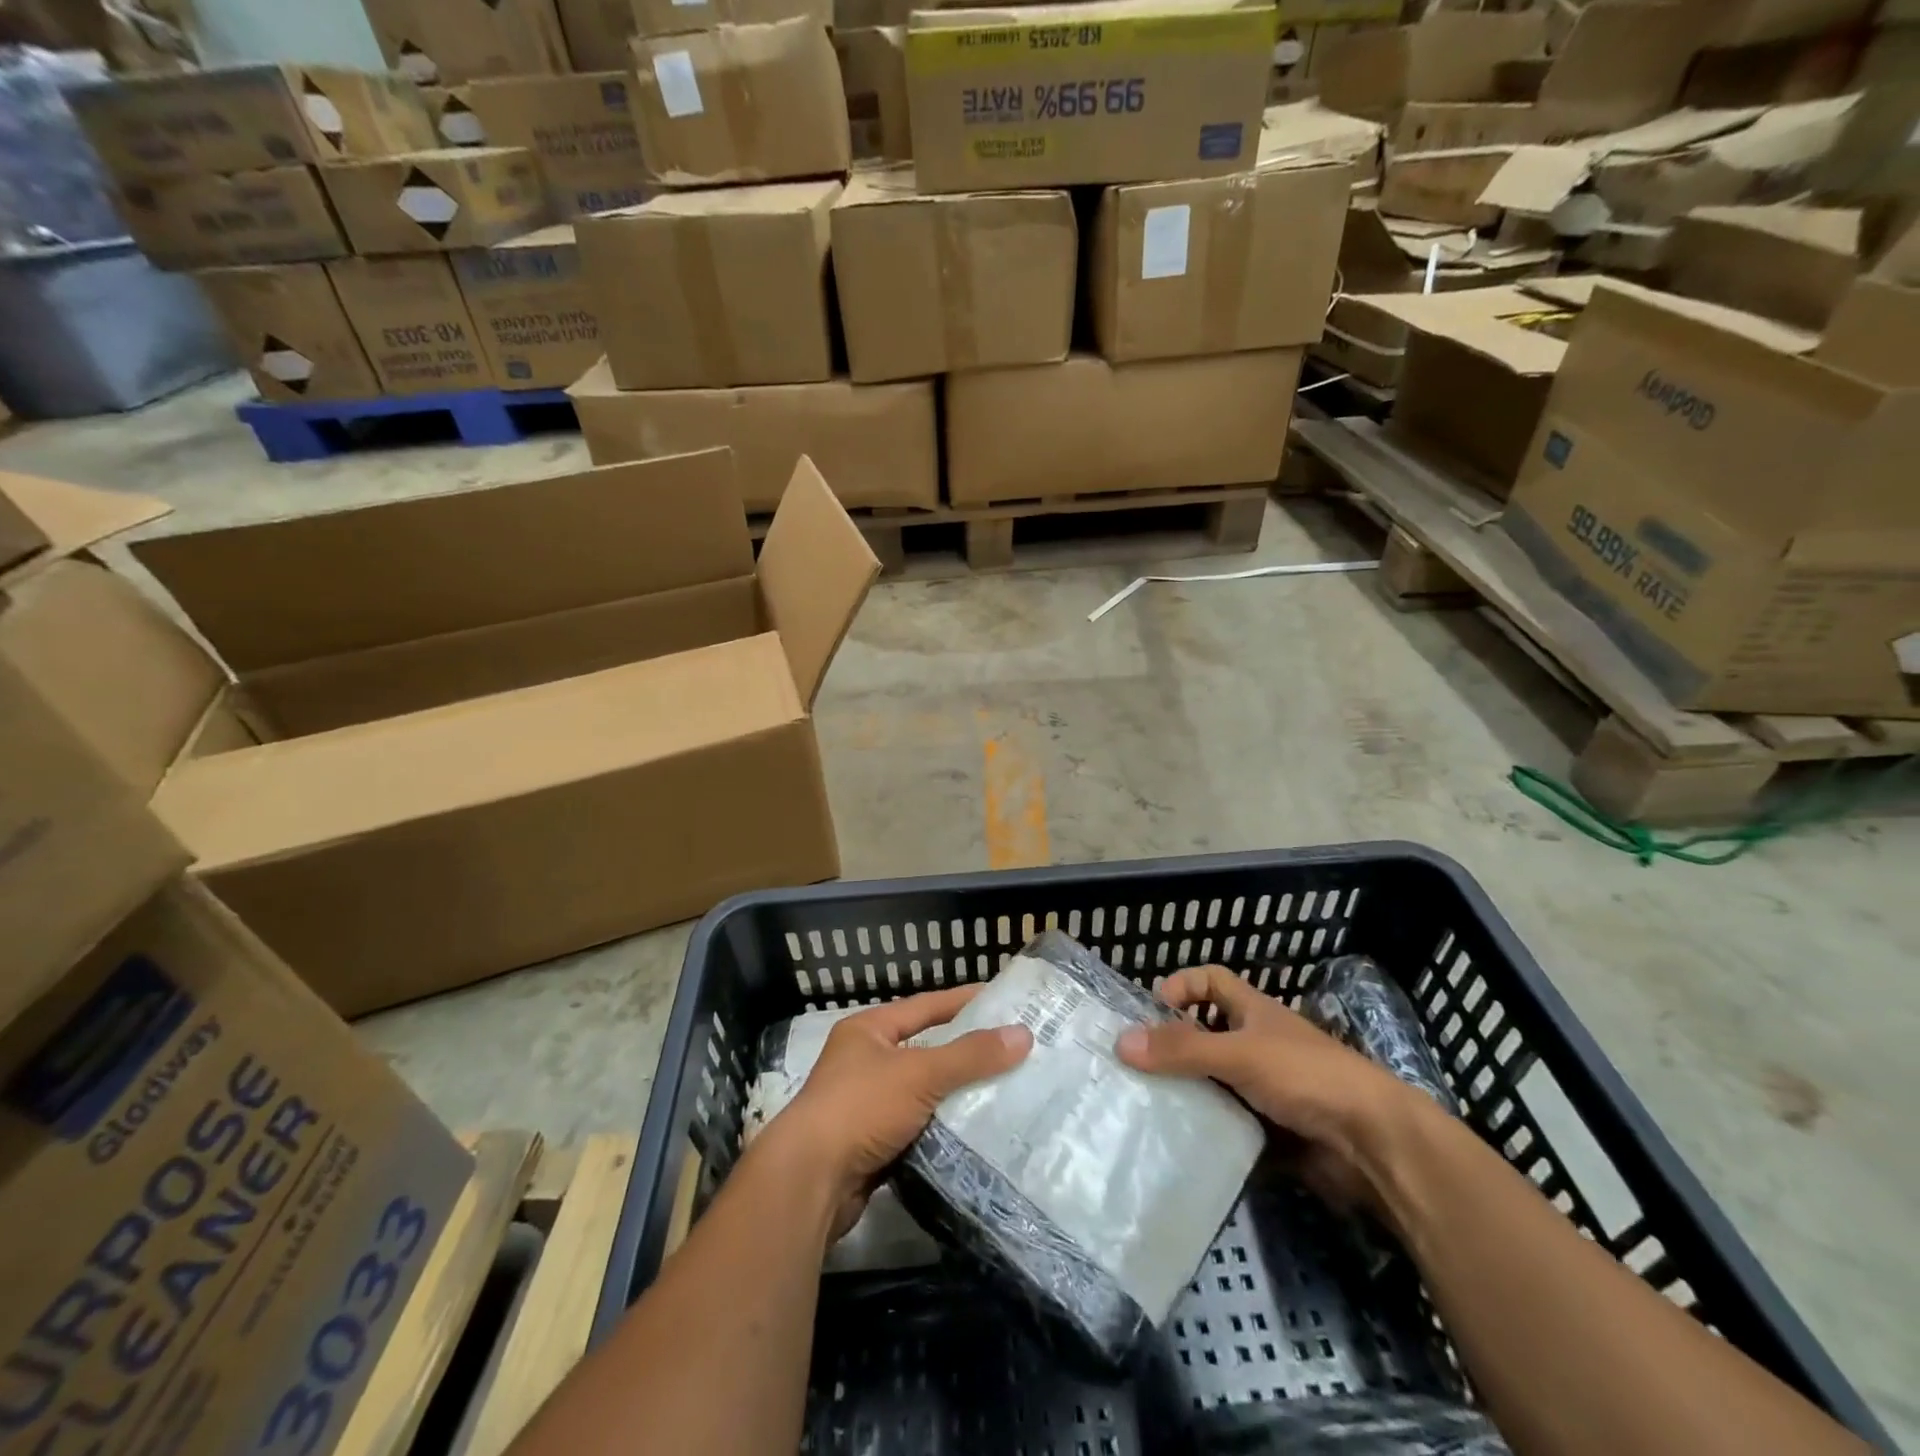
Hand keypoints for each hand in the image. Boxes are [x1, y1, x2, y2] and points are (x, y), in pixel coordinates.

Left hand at [765, 986, 1031, 1236]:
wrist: (809, 1182)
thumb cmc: (861, 1108)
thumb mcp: (920, 1073)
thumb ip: (971, 1055)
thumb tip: (1023, 1034)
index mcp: (869, 1031)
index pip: (926, 1006)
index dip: (963, 1001)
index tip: (1002, 1000)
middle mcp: (865, 1061)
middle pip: (926, 1050)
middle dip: (966, 1053)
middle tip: (1013, 1050)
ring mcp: (867, 1106)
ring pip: (924, 1093)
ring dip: (958, 1095)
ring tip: (1007, 1091)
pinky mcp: (873, 1145)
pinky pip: (919, 1128)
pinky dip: (945, 1130)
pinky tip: (978, 1133)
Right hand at [1116, 964, 1419, 1208]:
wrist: (1375, 1144)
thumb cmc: (1306, 1076)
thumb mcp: (1239, 1054)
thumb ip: (1182, 1049)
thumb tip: (1120, 1041)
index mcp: (1254, 1011)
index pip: (1210, 980)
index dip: (1181, 985)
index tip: (1151, 1011)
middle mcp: (1258, 1043)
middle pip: (1207, 1032)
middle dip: (1174, 1044)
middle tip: (1135, 1064)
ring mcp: (1266, 1087)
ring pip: (1215, 1079)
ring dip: (1187, 1088)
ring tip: (1146, 1102)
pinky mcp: (1272, 1127)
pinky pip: (1229, 1119)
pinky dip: (1207, 1125)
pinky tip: (1180, 1138)